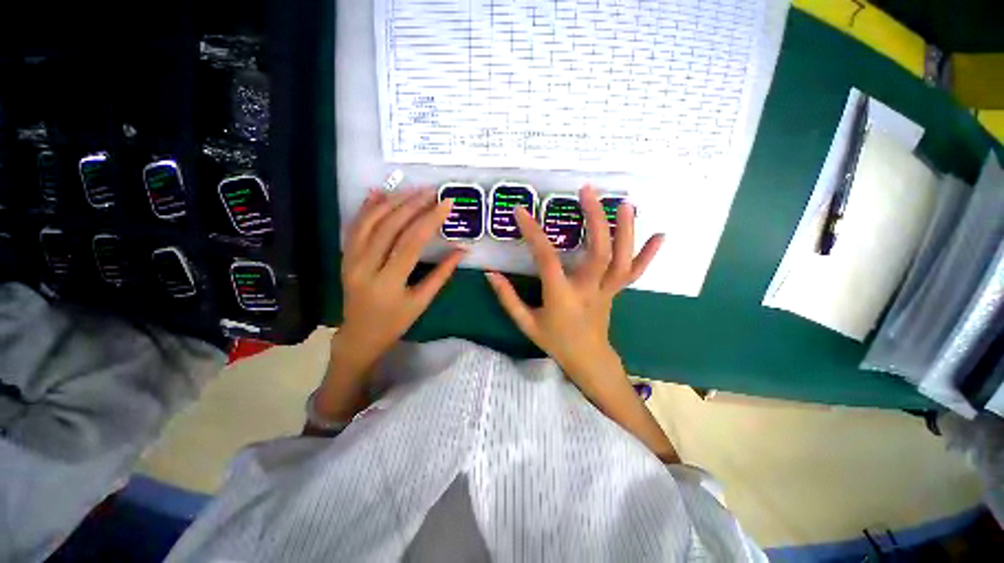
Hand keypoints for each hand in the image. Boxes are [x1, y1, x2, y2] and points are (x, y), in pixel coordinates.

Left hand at [317, 188, 463, 421]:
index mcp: (388, 282)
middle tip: (432, 191)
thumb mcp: (422, 302)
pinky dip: (367, 208)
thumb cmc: (395, 322)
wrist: (359, 336)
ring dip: (392, 201)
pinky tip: (379, 193)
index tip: (446, 203)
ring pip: (370, 222)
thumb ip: (442, 274)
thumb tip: (462, 250)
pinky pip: (355, 227)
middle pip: (390, 226)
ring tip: (412, 189)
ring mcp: (350, 259)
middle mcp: (365, 266)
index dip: (430, 220)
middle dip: (413, 204)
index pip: (411, 242)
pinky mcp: (345, 256)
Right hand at [485, 186, 662, 394]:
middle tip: (587, 191)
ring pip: (620, 259)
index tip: (521, 212)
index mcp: (561, 296)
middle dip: (594, 219)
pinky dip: (648, 255)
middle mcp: (587, 288)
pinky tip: (661, 235)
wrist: (587, 360)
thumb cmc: (555, 341)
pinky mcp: (615, 290)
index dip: (533, 233)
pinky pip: (634, 272)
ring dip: (625, 230)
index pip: (546, 259)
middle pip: (597, 251)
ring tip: (624, 203)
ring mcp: (606, 289)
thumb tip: (490, 274)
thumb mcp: (526, 323)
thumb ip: (508, 298)